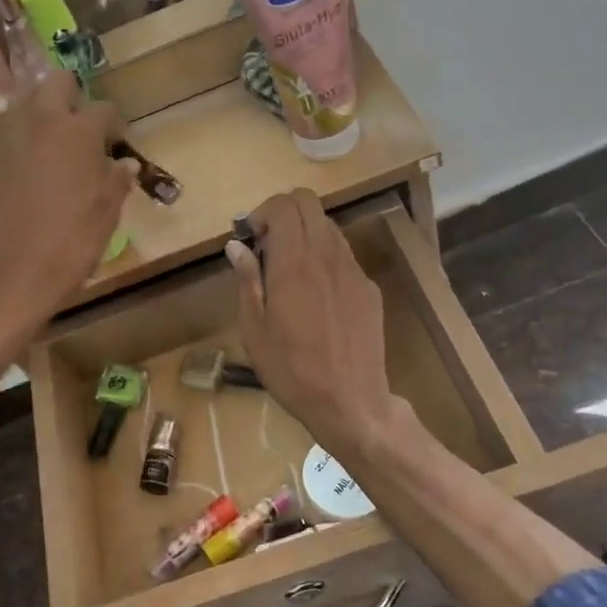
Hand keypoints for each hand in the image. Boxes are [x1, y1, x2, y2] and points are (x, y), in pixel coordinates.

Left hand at [0, 72, 135, 352]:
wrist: (5, 277)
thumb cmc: (67, 246)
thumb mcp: (106, 216)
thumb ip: (116, 180)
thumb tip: (124, 162)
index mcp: (77, 131)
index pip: (104, 109)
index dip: (115, 126)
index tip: (117, 145)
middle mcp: (37, 120)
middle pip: (56, 83)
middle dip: (72, 99)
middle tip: (80, 133)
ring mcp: (0, 135)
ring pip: (22, 103)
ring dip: (38, 115)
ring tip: (47, 148)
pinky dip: (9, 140)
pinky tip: (15, 166)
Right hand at [226, 189, 402, 457]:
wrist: (350, 402)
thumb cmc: (291, 370)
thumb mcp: (254, 329)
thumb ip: (247, 280)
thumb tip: (237, 245)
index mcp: (295, 262)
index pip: (284, 205)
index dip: (263, 212)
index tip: (250, 237)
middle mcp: (328, 256)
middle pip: (309, 204)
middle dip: (284, 213)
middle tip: (267, 245)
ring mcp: (354, 271)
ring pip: (329, 227)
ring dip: (305, 234)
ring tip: (289, 271)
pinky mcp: (369, 289)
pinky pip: (344, 257)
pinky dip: (324, 258)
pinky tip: (316, 296)